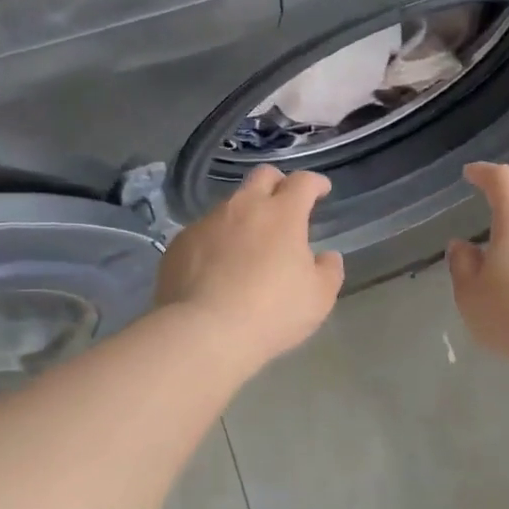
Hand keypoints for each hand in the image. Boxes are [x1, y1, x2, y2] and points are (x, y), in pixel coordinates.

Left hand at [155, 165, 345, 368]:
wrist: (203, 331)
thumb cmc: (271, 313)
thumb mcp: (318, 298)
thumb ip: (328, 271)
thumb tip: (326, 257)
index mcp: (282, 214)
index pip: (302, 182)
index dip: (315, 183)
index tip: (321, 190)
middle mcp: (243, 208)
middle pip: (262, 177)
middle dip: (277, 183)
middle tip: (284, 204)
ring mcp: (206, 222)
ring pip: (229, 206)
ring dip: (243, 217)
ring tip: (247, 246)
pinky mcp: (179, 243)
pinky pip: (203, 233)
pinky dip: (215, 243)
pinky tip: (215, 269)